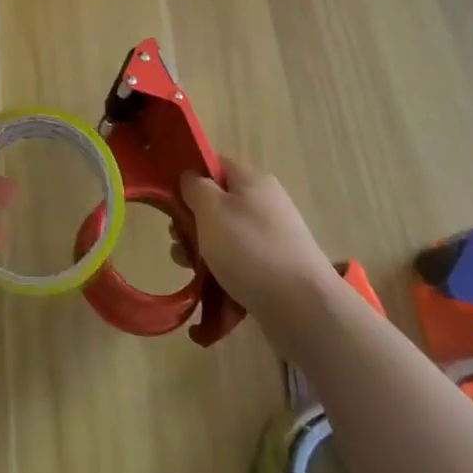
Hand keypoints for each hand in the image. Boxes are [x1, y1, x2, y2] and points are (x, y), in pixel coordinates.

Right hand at [180, 157, 335, 331]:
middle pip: (217, 202)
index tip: (169, 200)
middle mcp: (265, 202)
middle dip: (192, 222)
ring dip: (203, 250)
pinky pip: (241, 262)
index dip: (189, 177)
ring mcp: (273, 236)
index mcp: (252, 179)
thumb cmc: (250, 249)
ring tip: (189, 271)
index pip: (214, 164)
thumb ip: (194, 186)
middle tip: (178, 242)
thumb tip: (190, 178)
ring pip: (226, 235)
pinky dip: (224, 272)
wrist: (303, 308)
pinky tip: (211, 289)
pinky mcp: (277, 268)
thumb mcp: (211, 208)